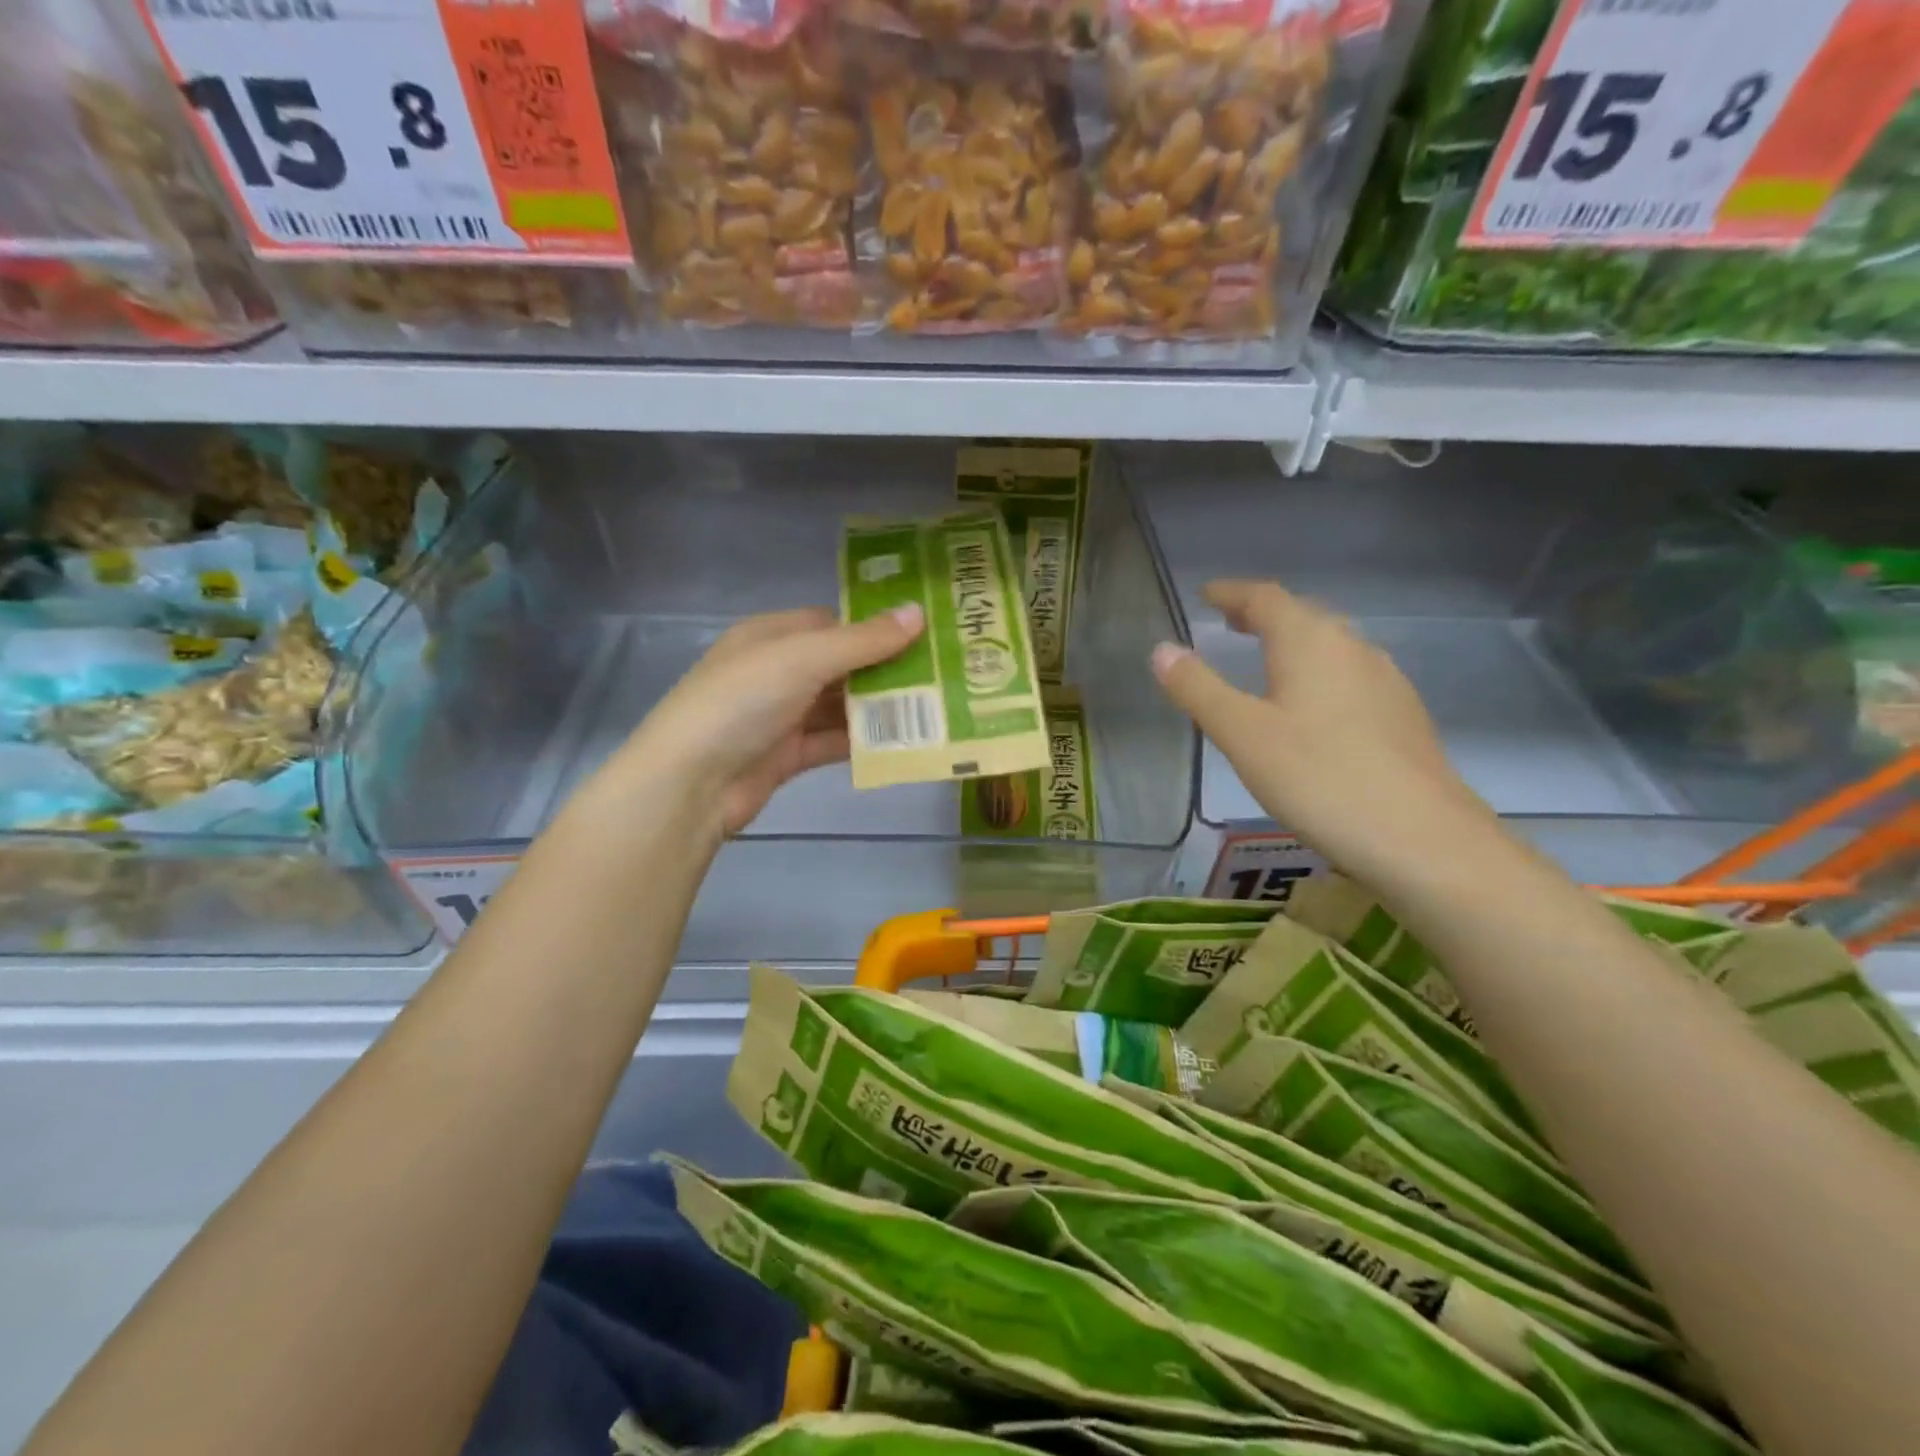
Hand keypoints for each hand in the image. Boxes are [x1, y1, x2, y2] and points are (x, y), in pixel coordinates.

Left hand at [614, 604, 924, 837]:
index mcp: (771, 636)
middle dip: (885, 670)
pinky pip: (833, 741)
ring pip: (840, 706)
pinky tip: (903, 742)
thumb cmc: (741, 701)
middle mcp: (777, 671)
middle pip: (841, 665)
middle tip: (941, 673)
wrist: (690, 783)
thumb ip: (862, 641)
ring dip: (879, 709)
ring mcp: (781, 715)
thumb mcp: (803, 659)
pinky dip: (863, 742)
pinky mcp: (787, 756)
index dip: (875, 627)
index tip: (924, 633)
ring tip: (934, 707)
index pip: (832, 623)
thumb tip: (917, 613)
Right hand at [1151, 579, 1492, 876]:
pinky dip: (1319, 673)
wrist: (1423, 839)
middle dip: (1263, 614)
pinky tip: (1314, 707)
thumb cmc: (1320, 778)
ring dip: (1294, 643)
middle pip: (1303, 616)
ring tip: (1266, 660)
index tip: (1205, 594)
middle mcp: (1353, 648)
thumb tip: (1162, 649)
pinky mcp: (1403, 716)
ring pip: (1331, 646)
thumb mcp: (1242, 734)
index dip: (1231, 592)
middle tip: (1230, 623)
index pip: (1265, 597)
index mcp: (1310, 642)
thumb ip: (1198, 689)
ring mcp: (1386, 681)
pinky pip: (1350, 675)